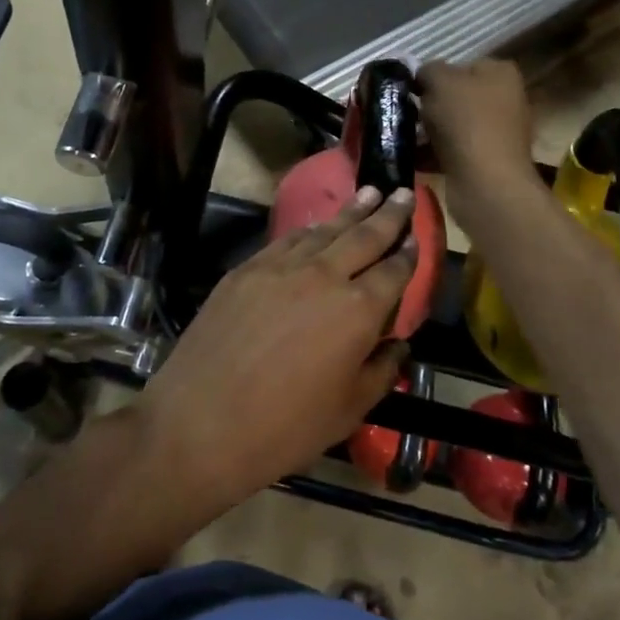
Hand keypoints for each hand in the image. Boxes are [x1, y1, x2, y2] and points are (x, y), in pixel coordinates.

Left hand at [139, 188, 418, 511]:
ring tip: (369, 193)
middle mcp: (324, 275)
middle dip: (388, 214)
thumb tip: (397, 345)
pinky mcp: (246, 269)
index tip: (417, 237)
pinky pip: (286, 240)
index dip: (409, 253)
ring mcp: (281, 267)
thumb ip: (381, 371)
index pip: (394, 271)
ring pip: (324, 230)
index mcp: (358, 310)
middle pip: (363, 236)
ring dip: (350, 211)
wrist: (201, 420)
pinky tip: (315, 226)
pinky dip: (308, 229)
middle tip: (404, 193)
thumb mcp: (349, 411)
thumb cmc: (285, 427)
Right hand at [417, 59, 537, 216]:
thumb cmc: (466, 122)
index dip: (434, 75)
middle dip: (430, 104)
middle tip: (406, 112)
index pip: (461, 65)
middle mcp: (506, 99)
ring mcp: (498, 132)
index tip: (413, 89)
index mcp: (501, 73)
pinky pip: (453, 149)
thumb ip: (428, 70)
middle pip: (456, 96)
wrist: (485, 183)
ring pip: (452, 124)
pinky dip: (433, 153)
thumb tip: (422, 76)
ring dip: (428, 130)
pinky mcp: (487, 161)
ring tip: (404, 136)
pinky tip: (413, 157)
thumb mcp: (439, 81)